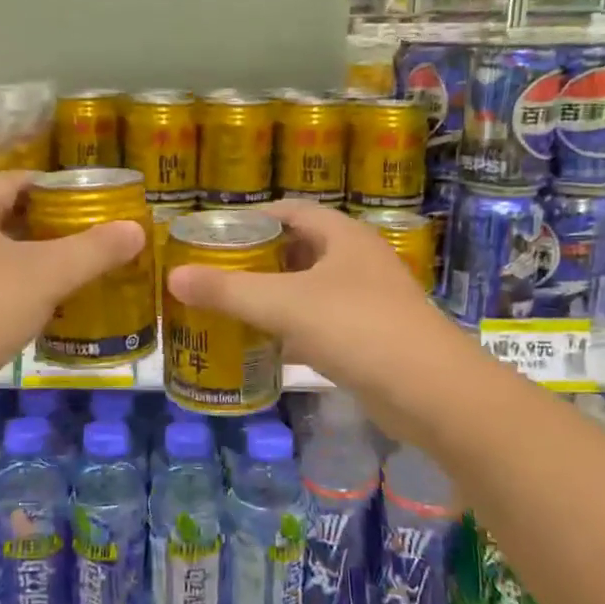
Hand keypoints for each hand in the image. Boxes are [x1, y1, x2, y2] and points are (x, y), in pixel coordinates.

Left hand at [0, 170, 145, 397]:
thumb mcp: (46, 275)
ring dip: (31, 266)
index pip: (18, 181)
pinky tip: (38, 316)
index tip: (94, 206)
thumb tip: (136, 228)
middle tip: (93, 244)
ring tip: (75, 279)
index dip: (57, 189)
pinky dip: (11, 296)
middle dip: (49, 230)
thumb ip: (93, 251)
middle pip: (6, 219)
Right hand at [164, 199, 474, 433]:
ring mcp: (368, 300)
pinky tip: (265, 345)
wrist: (430, 391)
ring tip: (230, 305)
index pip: (290, 212)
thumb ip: (228, 290)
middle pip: (298, 250)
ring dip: (274, 296)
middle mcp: (357, 260)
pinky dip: (293, 329)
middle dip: (258, 260)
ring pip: (310, 289)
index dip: (251, 219)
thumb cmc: (357, 328)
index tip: (212, 235)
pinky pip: (321, 324)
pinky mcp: (370, 338)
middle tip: (214, 273)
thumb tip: (173, 277)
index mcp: (342, 236)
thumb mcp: (285, 304)